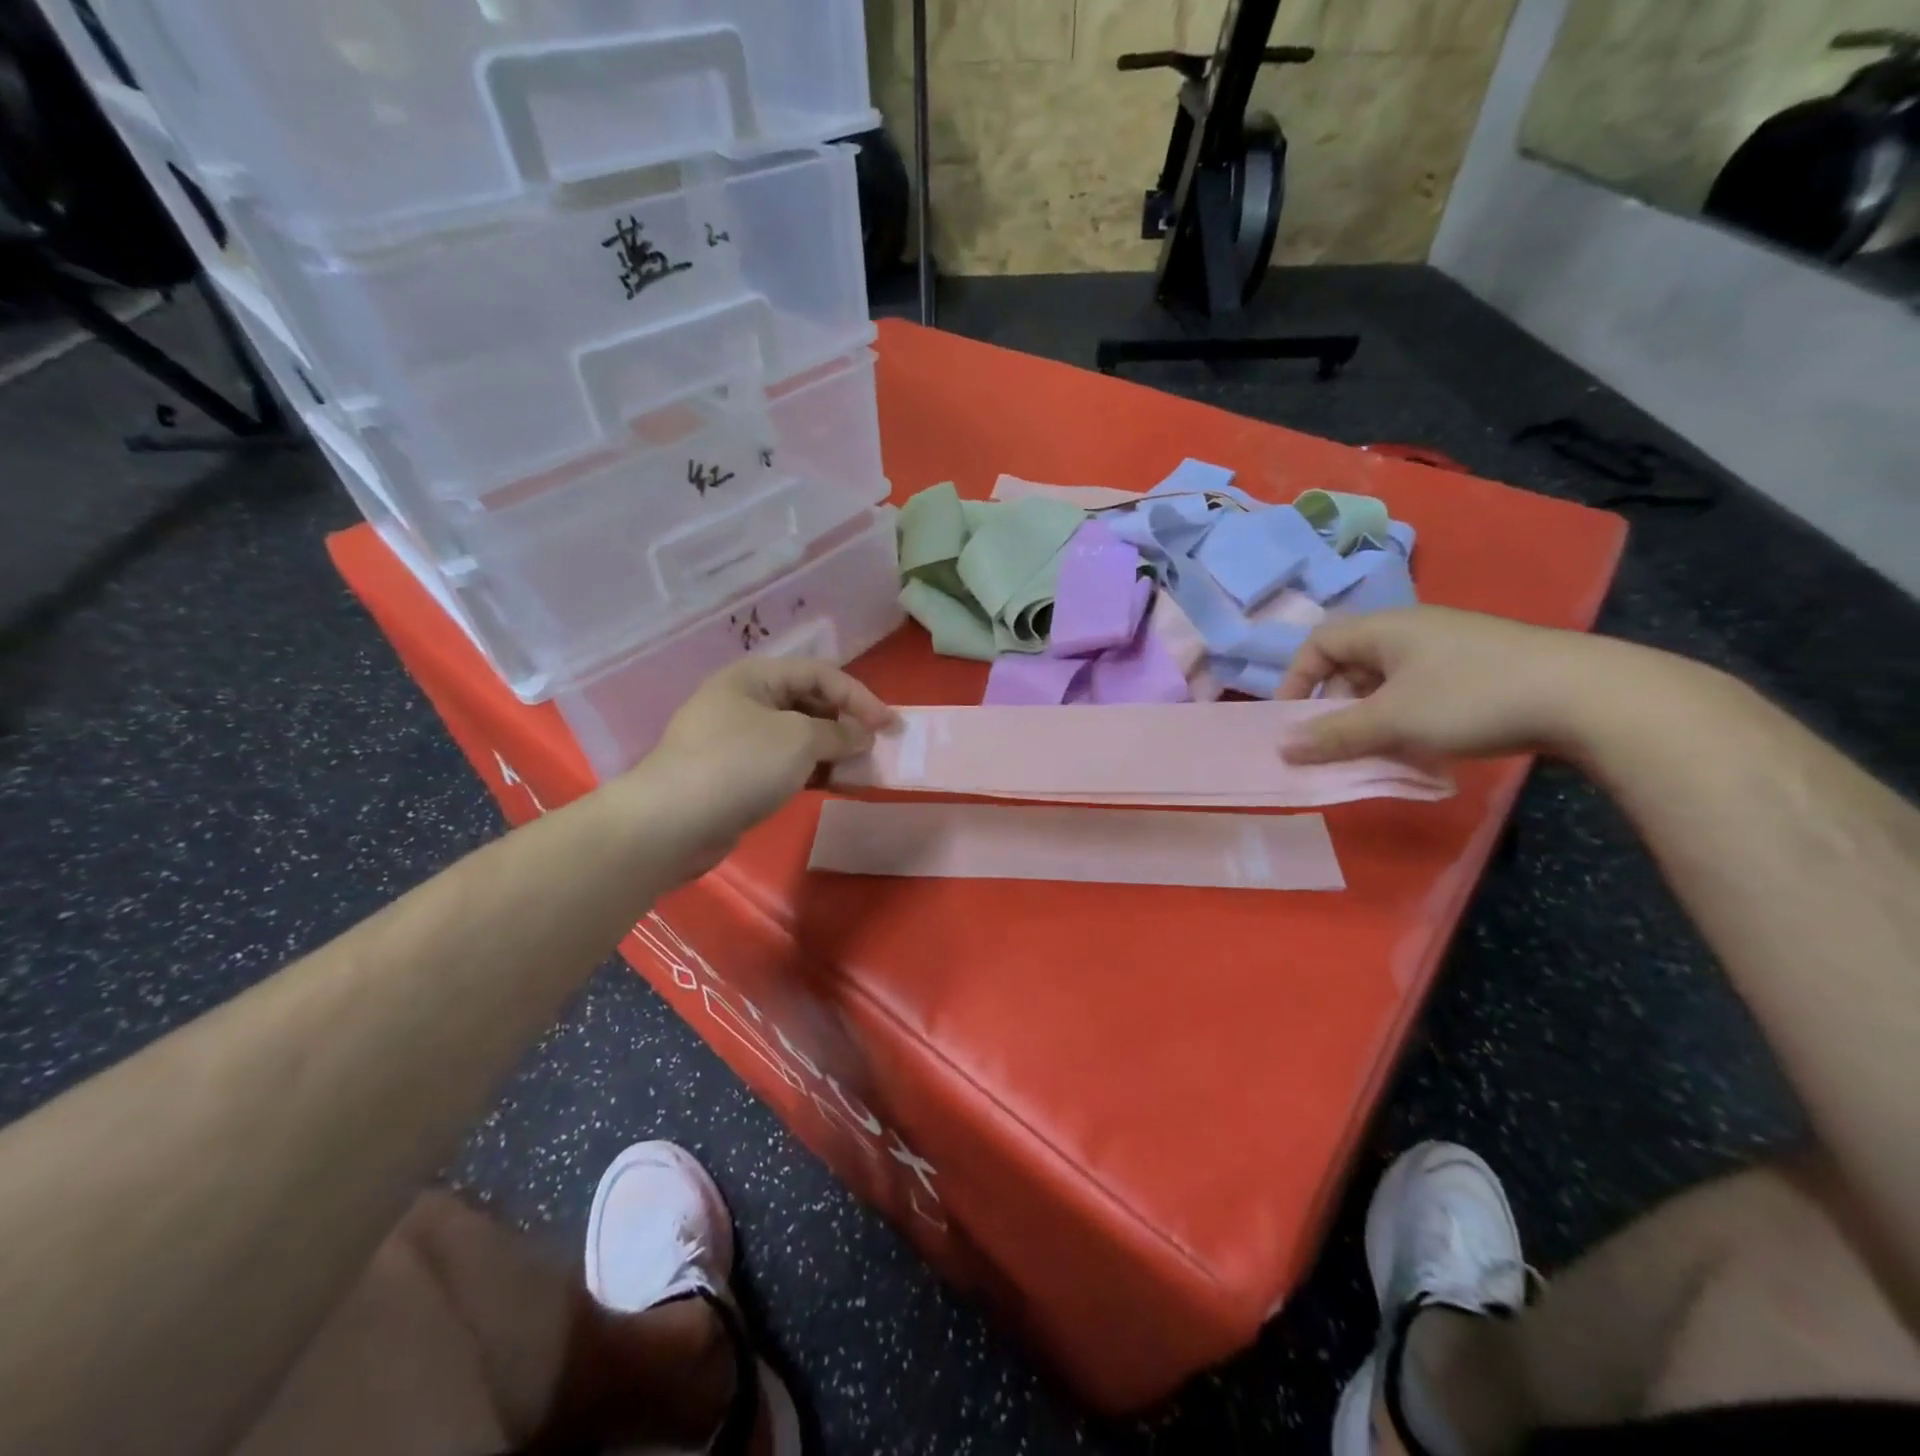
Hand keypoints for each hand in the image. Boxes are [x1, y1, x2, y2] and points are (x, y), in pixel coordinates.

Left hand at [637, 659, 896, 872]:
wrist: (672, 823)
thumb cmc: (740, 765)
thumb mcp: (799, 740)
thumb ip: (840, 733)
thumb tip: (863, 735)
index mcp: (755, 677)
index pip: (820, 675)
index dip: (860, 697)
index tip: (891, 726)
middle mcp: (745, 701)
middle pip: (809, 703)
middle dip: (847, 724)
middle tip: (877, 748)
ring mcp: (738, 739)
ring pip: (798, 737)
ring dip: (833, 751)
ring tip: (862, 770)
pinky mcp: (736, 774)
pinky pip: (784, 763)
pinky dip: (812, 771)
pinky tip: (835, 785)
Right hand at [1277, 606, 1629, 763]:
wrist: (1589, 697)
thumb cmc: (1471, 698)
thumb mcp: (1393, 721)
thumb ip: (1334, 735)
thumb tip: (1282, 748)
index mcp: (1385, 628)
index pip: (1319, 644)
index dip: (1296, 680)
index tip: (1293, 722)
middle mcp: (1413, 630)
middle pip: (1351, 664)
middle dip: (1335, 706)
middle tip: (1336, 743)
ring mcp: (1450, 648)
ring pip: (1387, 683)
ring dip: (1371, 718)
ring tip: (1378, 751)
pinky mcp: (1479, 669)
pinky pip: (1420, 692)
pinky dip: (1406, 719)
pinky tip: (1422, 747)